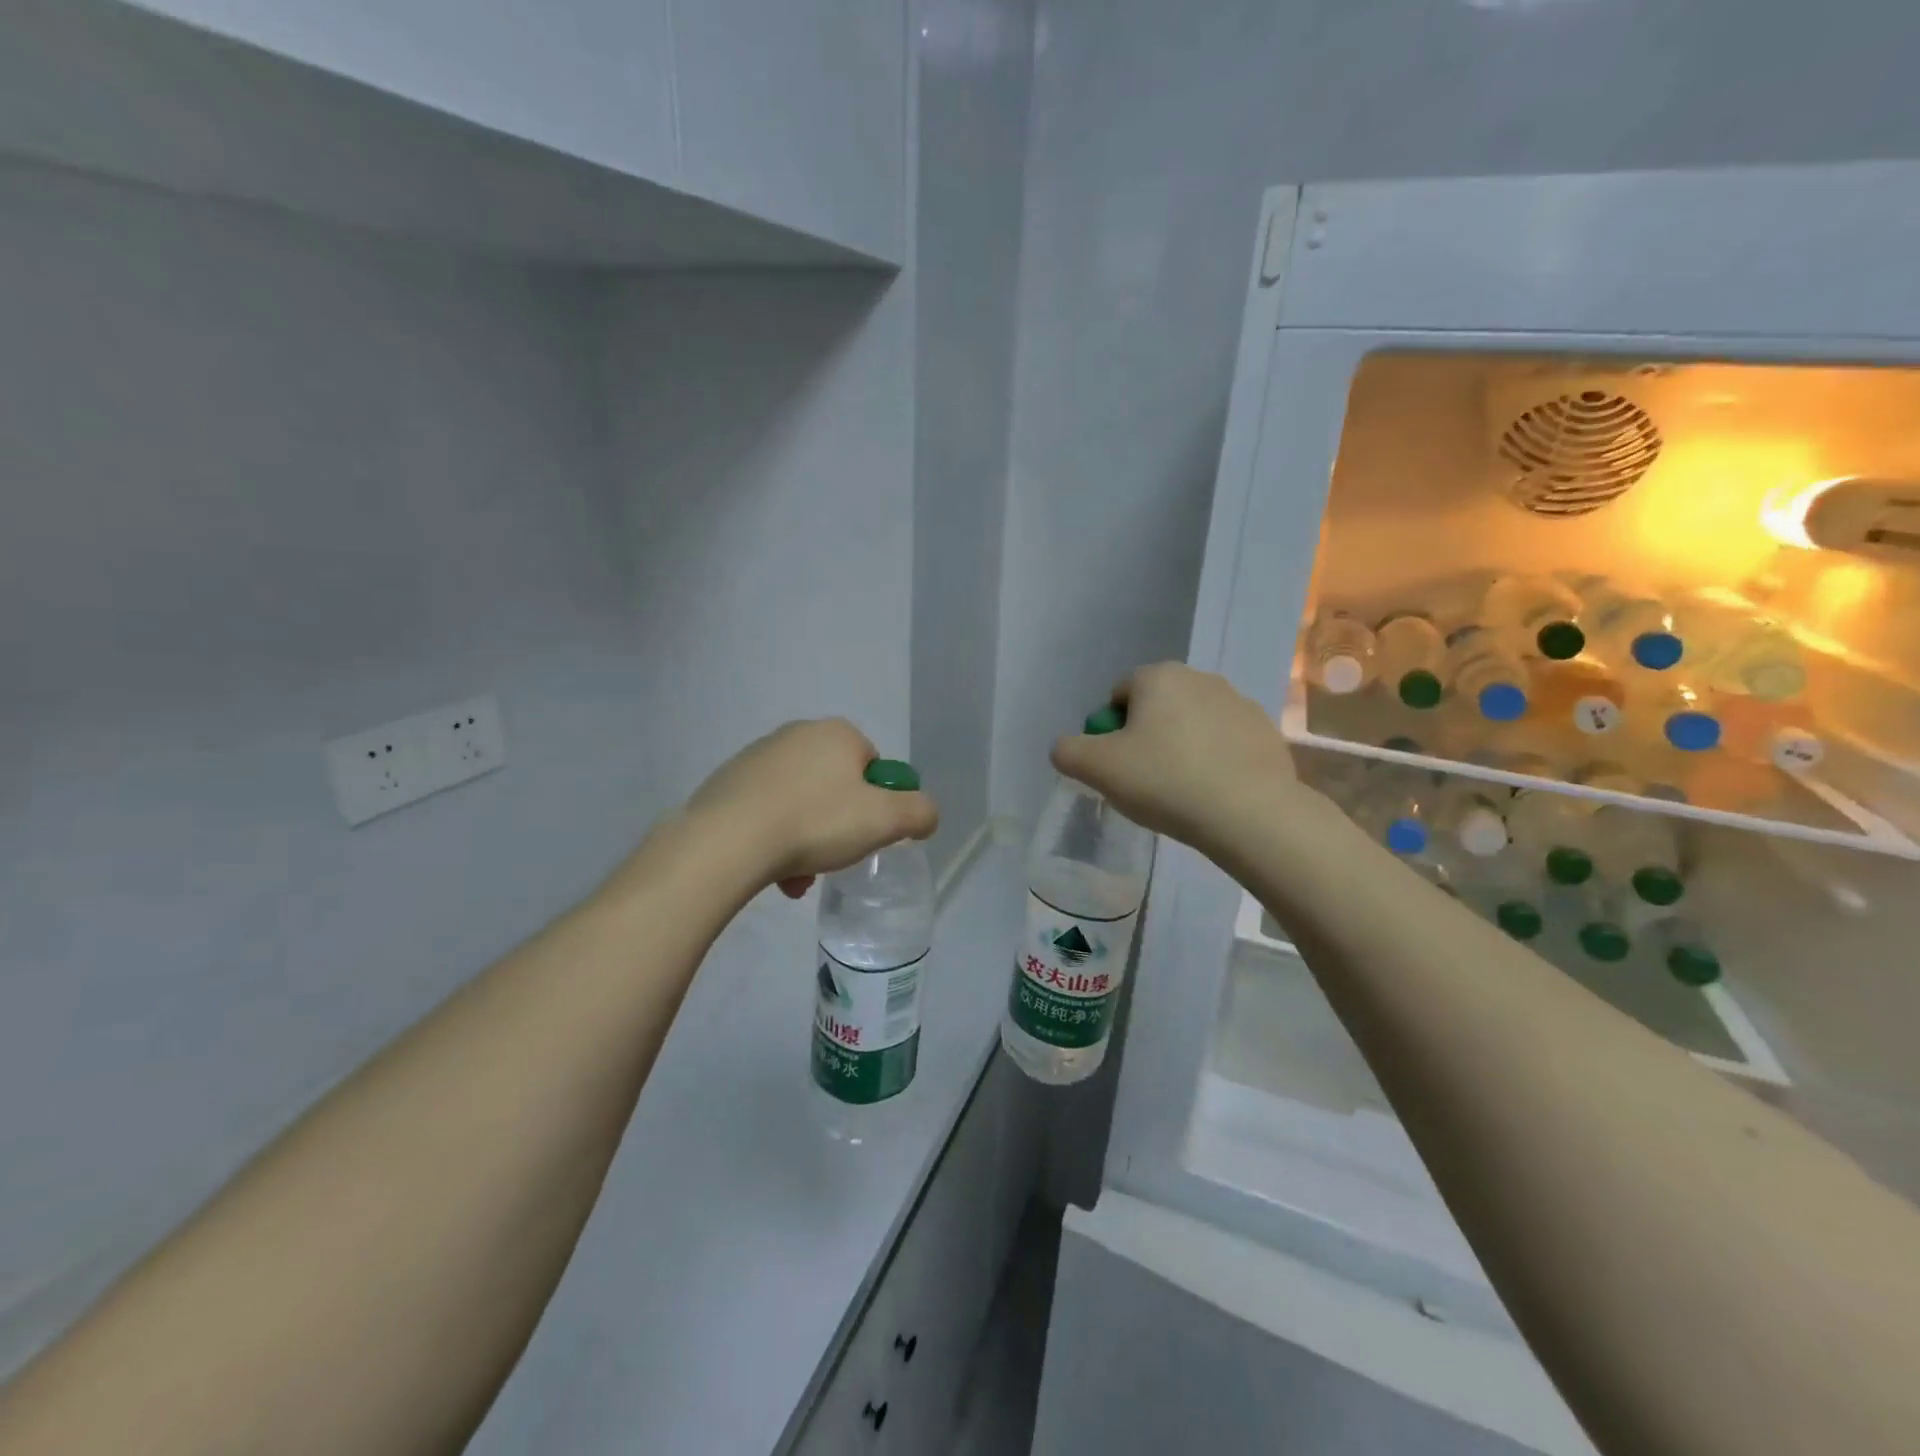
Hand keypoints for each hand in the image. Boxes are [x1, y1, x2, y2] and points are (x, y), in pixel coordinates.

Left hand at [684, 718, 938, 897]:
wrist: (727, 841)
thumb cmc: (815, 823)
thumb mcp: (886, 820)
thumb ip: (920, 812)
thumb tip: (925, 814)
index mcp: (837, 733)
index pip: (873, 767)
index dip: (877, 803)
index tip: (865, 834)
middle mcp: (797, 734)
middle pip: (836, 787)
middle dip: (839, 826)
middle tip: (834, 858)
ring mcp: (757, 756)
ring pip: (800, 803)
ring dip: (807, 839)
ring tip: (797, 876)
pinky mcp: (727, 782)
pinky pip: (766, 812)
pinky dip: (774, 839)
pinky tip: (770, 871)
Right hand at [1050, 663, 1296, 854]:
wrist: (1249, 813)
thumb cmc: (1165, 781)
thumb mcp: (1096, 768)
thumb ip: (1067, 751)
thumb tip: (1066, 747)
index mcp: (1158, 676)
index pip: (1118, 696)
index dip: (1110, 732)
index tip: (1117, 766)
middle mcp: (1200, 678)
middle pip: (1156, 707)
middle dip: (1147, 737)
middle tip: (1145, 780)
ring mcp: (1240, 703)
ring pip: (1192, 724)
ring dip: (1182, 747)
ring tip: (1181, 790)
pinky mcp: (1266, 732)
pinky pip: (1225, 743)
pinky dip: (1215, 761)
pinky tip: (1213, 792)